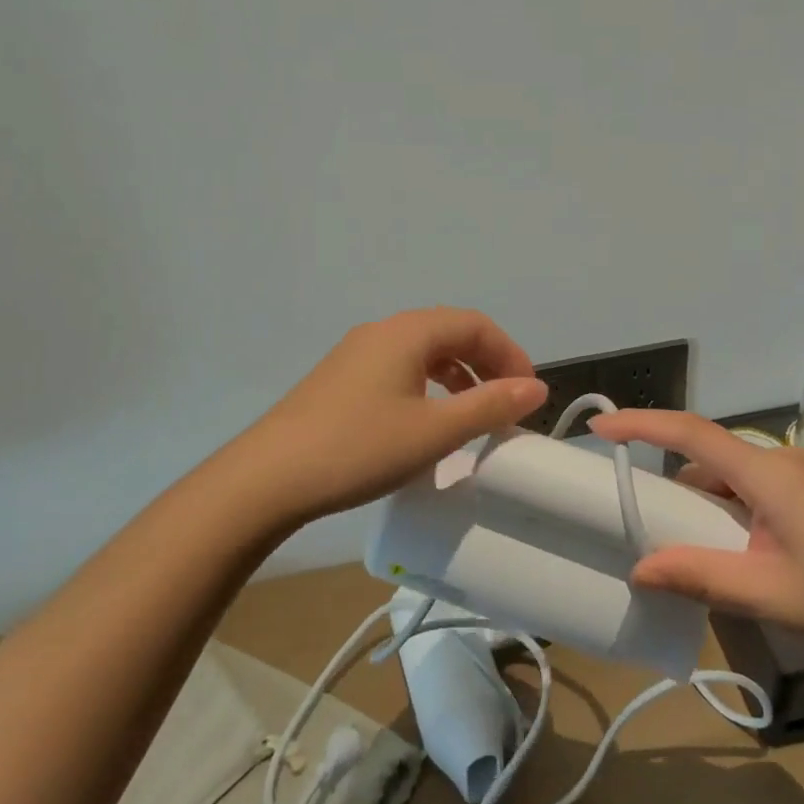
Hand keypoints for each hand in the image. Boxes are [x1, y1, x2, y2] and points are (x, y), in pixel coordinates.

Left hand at [225, 307, 546, 527]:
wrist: (267, 479)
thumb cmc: (360, 448)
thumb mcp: (435, 431)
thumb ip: (490, 405)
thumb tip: (535, 388)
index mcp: (408, 332)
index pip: (475, 324)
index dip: (510, 353)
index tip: (528, 393)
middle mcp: (383, 331)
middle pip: (449, 332)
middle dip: (486, 362)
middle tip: (507, 402)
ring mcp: (356, 353)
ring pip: (423, 350)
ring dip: (457, 373)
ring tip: (473, 411)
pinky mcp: (340, 378)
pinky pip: (399, 367)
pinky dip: (428, 384)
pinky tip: (427, 418)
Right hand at [589, 409, 803, 664]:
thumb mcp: (768, 592)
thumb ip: (699, 576)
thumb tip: (640, 569)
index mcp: (765, 472)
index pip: (689, 432)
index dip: (641, 424)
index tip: (600, 427)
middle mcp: (779, 462)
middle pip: (706, 455)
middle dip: (665, 477)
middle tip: (630, 510)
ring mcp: (799, 479)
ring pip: (730, 478)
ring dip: (698, 501)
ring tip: (674, 543)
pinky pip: (752, 492)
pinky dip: (725, 511)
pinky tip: (724, 552)